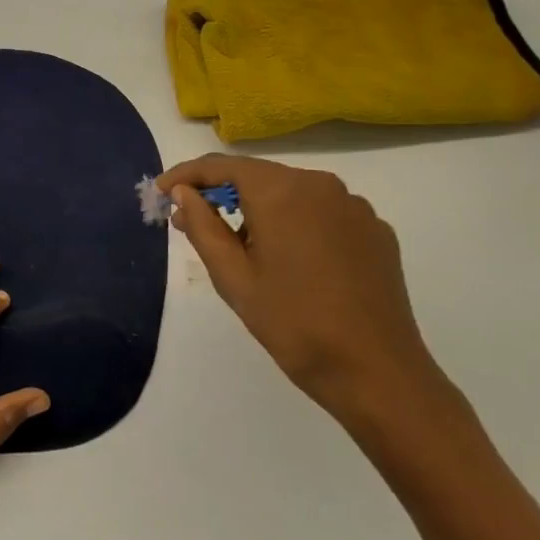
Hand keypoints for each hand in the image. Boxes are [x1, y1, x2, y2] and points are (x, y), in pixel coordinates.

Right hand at [158, 155, 446, 426]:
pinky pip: (322, 213)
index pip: (223, 166)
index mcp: (282, 191)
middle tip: (193, 223)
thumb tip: (183, 192)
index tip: (161, 191)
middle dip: (222, 194)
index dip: (186, 175)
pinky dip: (296, 224)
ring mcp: (354, 207)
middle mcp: (321, 185)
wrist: (377, 373)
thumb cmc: (294, 324)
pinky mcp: (376, 231)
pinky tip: (291, 261)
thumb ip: (202, 226)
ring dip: (260, 209)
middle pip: (258, 176)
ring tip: (243, 249)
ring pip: (291, 193)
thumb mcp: (233, 277)